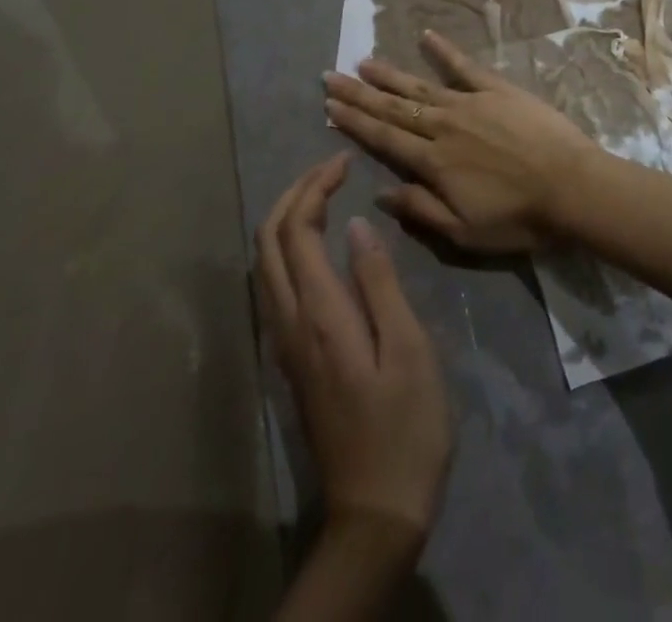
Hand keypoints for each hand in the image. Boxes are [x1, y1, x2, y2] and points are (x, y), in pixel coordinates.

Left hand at [256, 155, 451, 539]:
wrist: (375, 511)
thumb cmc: (405, 426)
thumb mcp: (407, 348)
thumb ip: (378, 282)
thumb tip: (355, 225)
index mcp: (320, 314)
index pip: (298, 230)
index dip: (316, 186)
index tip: (345, 161)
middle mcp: (289, 322)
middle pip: (268, 241)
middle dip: (294, 193)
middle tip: (331, 167)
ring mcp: (284, 343)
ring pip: (264, 263)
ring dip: (286, 217)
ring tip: (323, 193)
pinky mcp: (290, 359)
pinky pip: (272, 285)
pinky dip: (286, 247)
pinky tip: (315, 244)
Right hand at [323, 31, 602, 253]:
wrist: (572, 186)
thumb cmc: (520, 217)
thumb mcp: (465, 232)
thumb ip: (421, 210)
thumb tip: (381, 192)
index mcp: (434, 162)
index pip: (384, 139)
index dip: (354, 122)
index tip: (328, 106)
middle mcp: (444, 126)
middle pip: (393, 108)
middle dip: (359, 93)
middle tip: (330, 76)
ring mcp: (471, 103)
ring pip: (420, 86)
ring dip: (390, 74)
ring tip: (363, 61)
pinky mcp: (498, 89)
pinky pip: (465, 66)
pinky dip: (444, 50)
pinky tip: (426, 35)